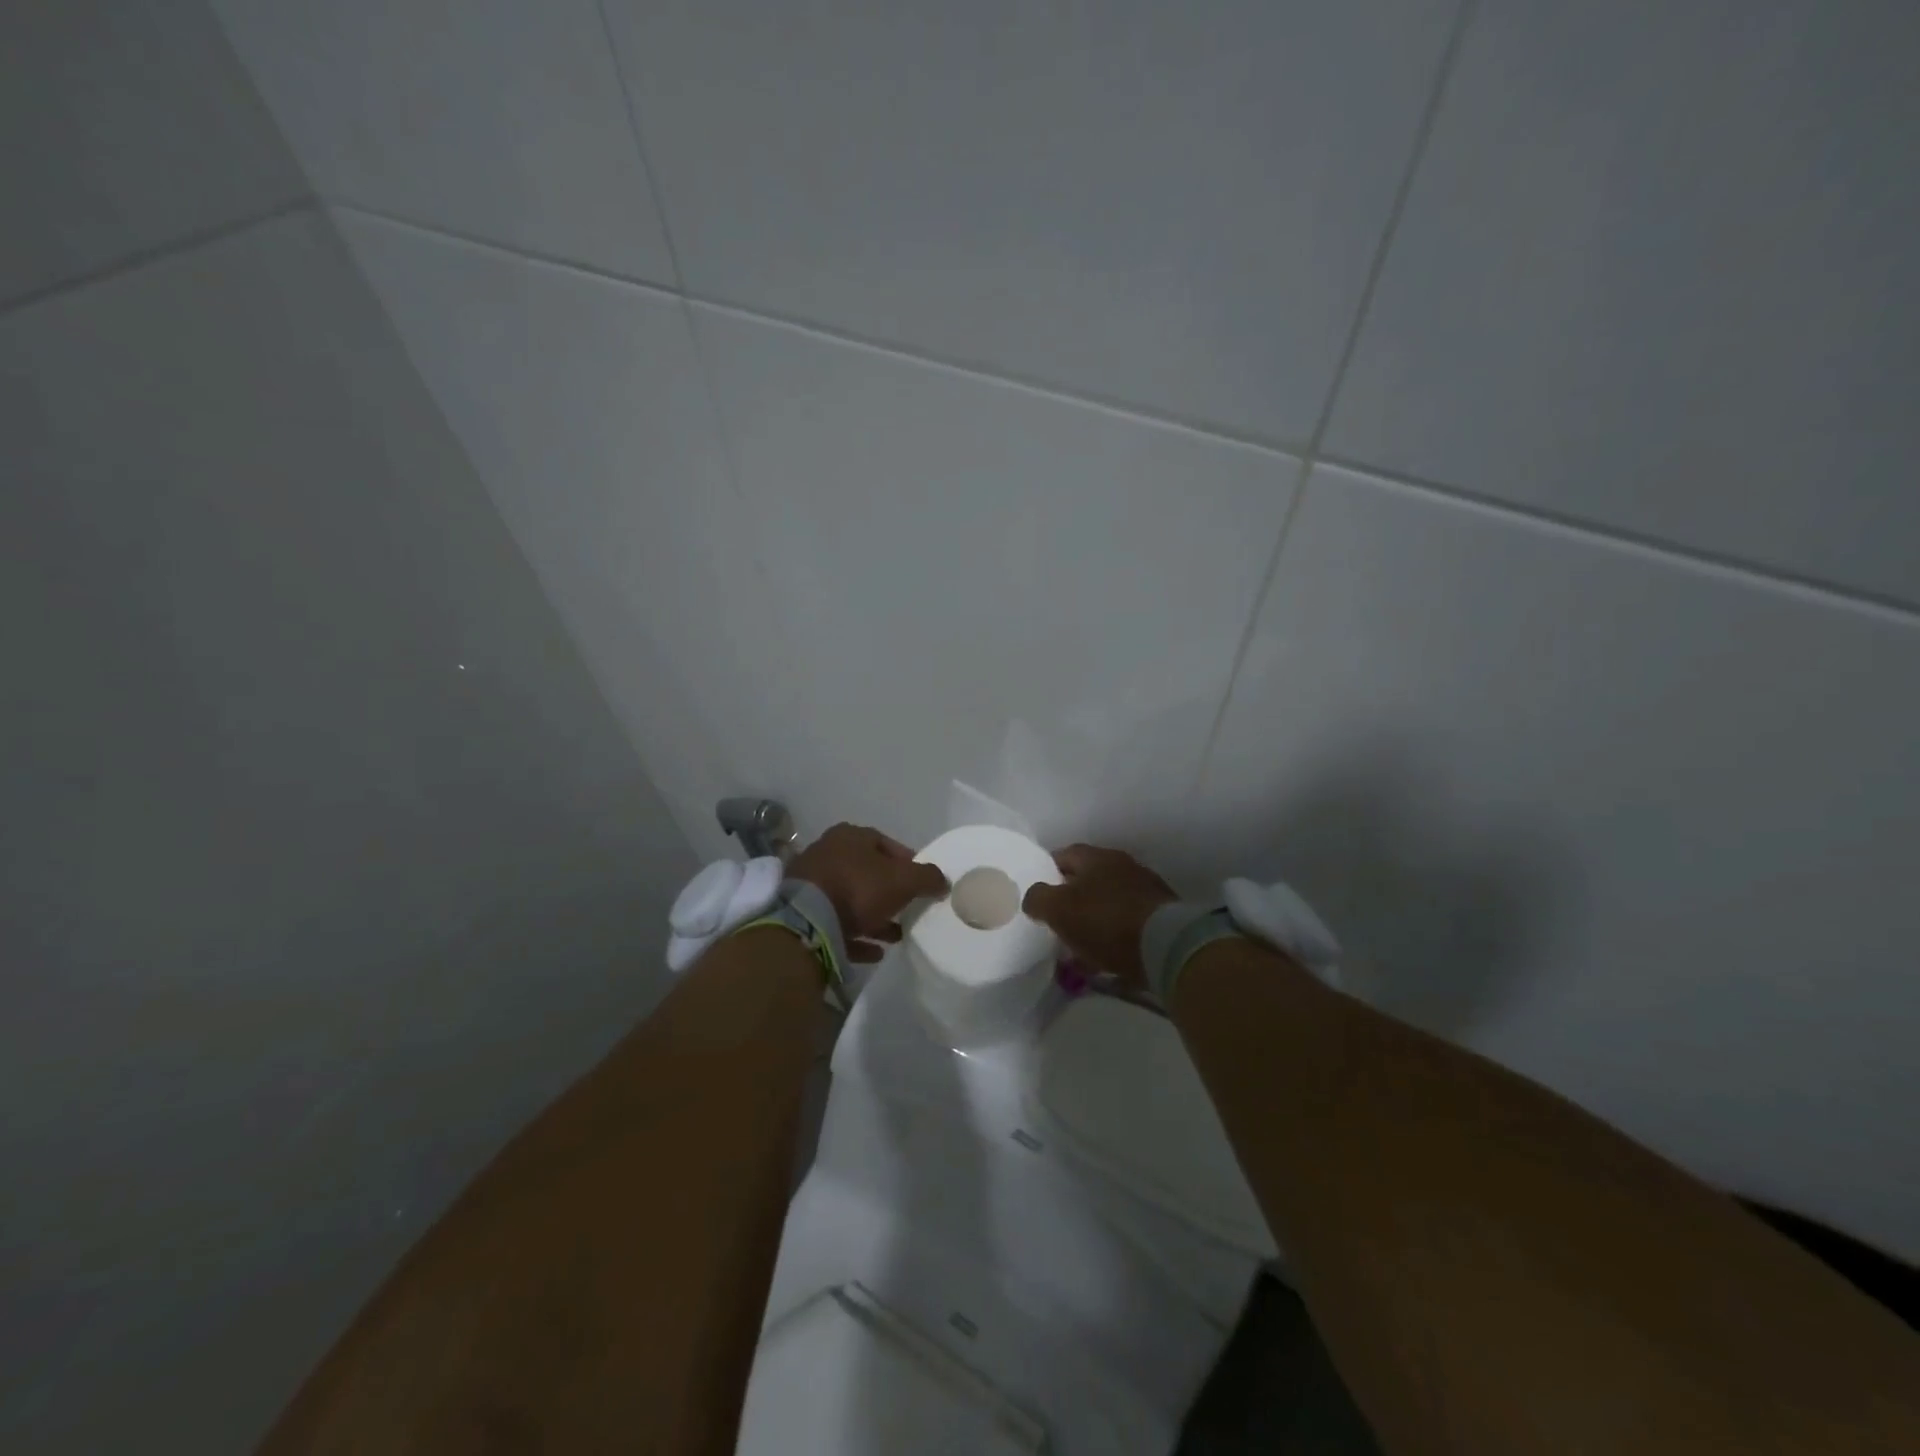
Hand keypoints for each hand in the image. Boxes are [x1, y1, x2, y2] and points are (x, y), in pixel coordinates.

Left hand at [789, 823, 949, 963]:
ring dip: (874, 918)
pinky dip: (855, 936)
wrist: (807, 921)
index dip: (907, 862)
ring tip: (895, 936)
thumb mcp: (903, 880)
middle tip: (908, 910)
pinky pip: (835, 924)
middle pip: (867, 873)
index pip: (885, 844)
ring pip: (850, 900)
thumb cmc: (859, 888)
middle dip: (890, 893)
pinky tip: (874, 952)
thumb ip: (927, 877)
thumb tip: (943, 880)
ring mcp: (811, 884)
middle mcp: (827, 854)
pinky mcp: (802, 914)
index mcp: (850, 837)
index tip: (921, 883)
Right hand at [1021, 844, 1178, 989]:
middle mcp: (1124, 867)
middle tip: (1056, 922)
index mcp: (1097, 858)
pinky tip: (1104, 960)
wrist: (1167, 945)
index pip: (1065, 855)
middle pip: (1088, 879)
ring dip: (1093, 921)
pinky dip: (1113, 938)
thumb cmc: (1105, 921)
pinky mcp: (1162, 917)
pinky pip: (1127, 925)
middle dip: (1071, 899)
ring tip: (1078, 948)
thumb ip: (1038, 898)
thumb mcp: (1059, 909)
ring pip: (1108, 903)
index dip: (1047, 871)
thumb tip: (1033, 897)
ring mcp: (1146, 891)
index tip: (1038, 893)